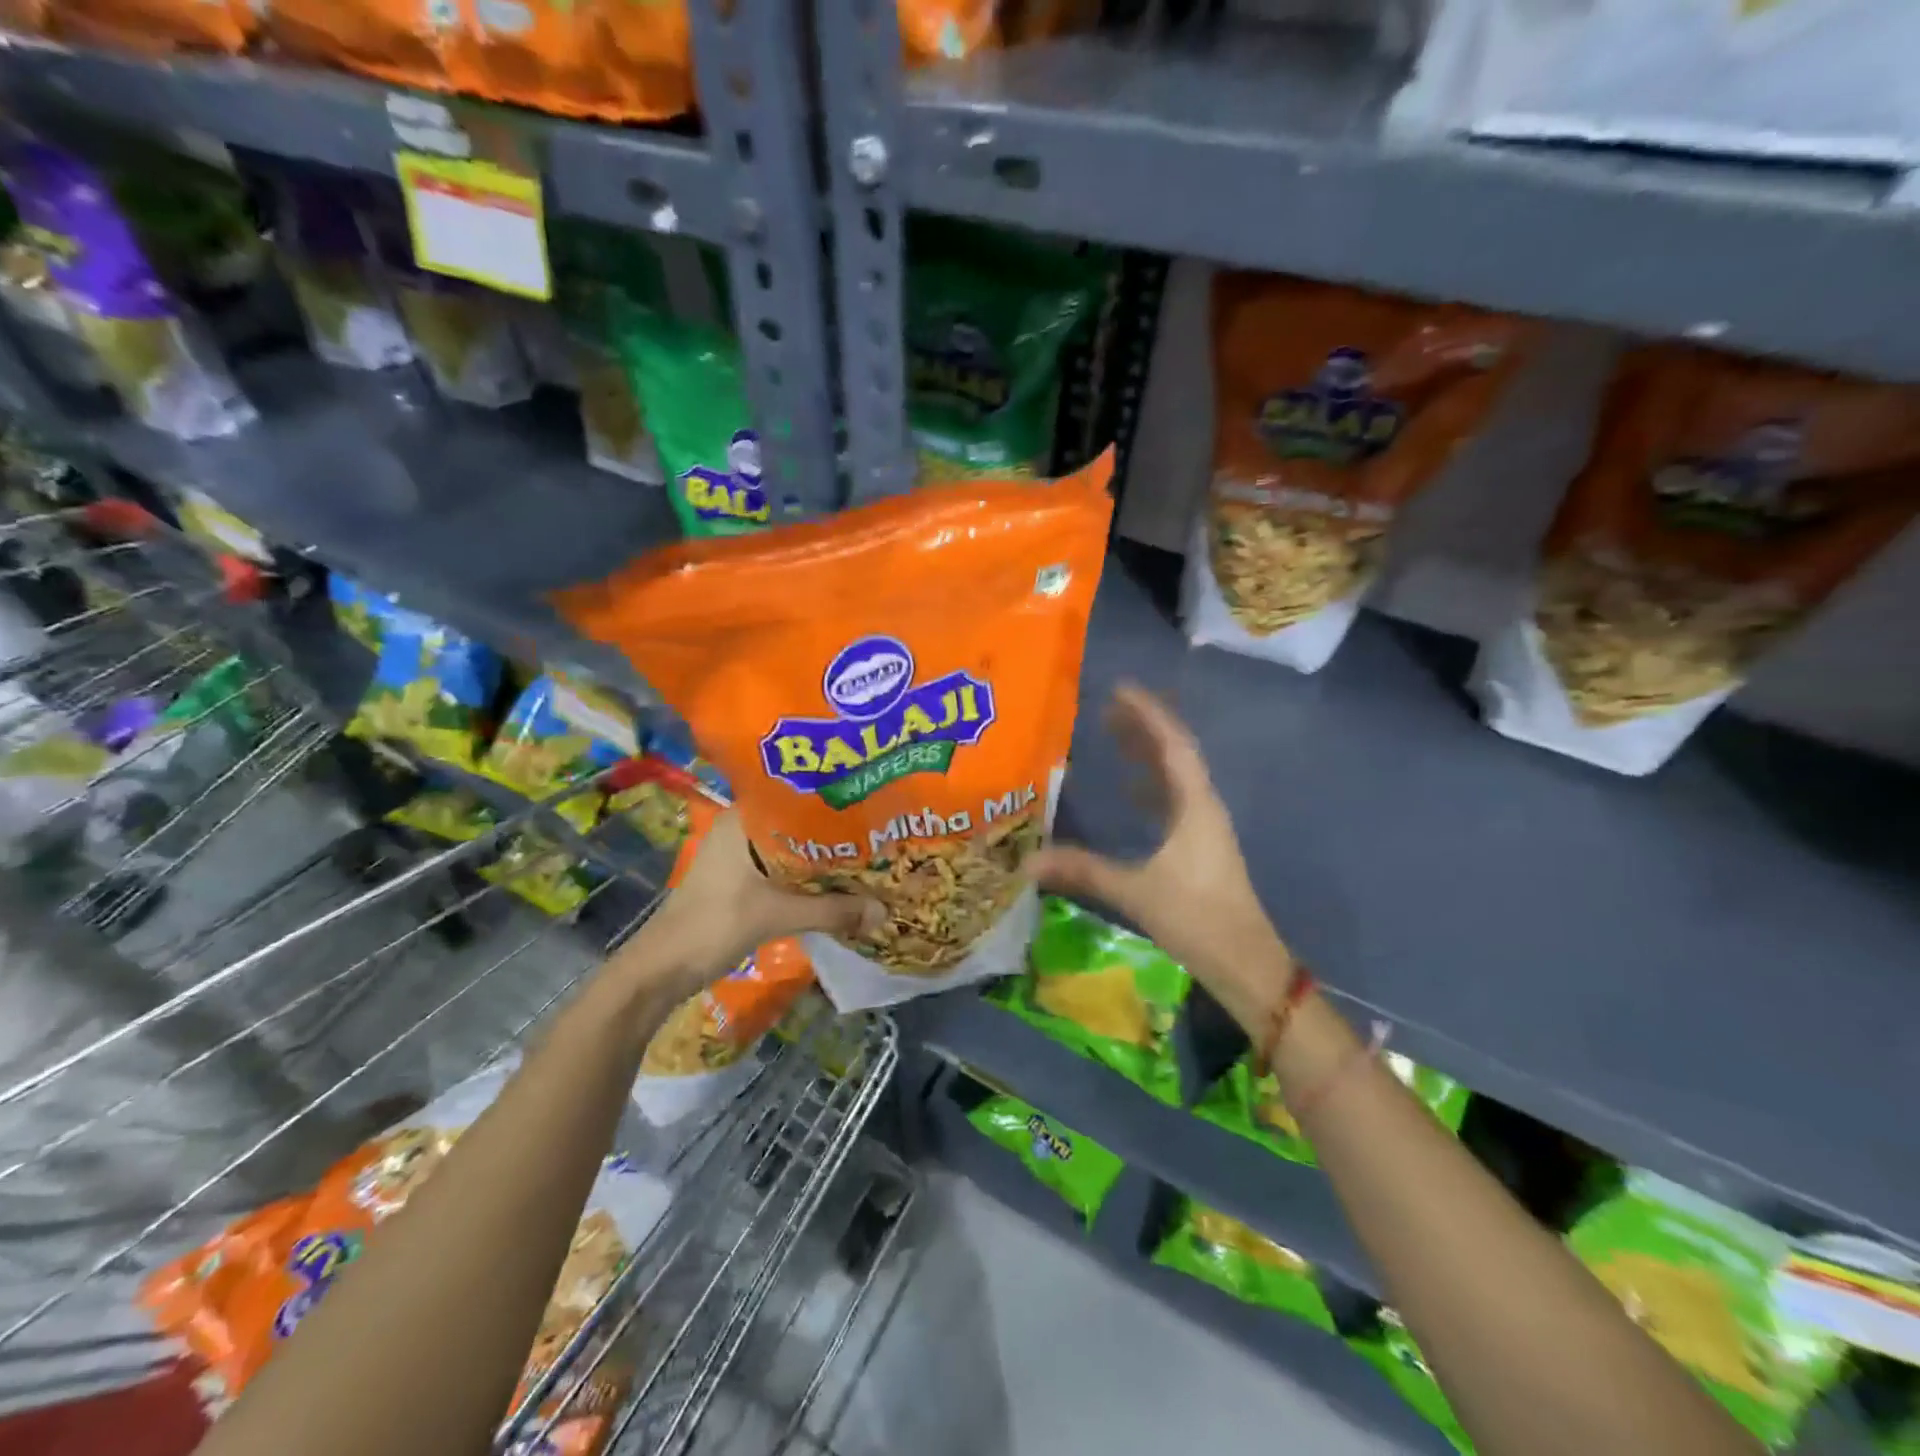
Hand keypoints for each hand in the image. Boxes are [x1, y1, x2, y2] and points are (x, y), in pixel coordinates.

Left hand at [621, 812, 881, 1001]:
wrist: (662, 969)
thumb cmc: (713, 925)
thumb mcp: (777, 916)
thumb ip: (832, 911)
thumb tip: (883, 911)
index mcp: (742, 820)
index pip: (795, 794)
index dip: (832, 798)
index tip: (868, 801)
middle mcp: (740, 829)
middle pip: (797, 823)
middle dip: (834, 832)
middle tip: (877, 832)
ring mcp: (738, 856)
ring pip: (791, 848)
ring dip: (822, 857)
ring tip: (865, 855)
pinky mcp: (739, 880)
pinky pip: (783, 869)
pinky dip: (807, 876)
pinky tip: (836, 884)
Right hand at [1030, 682, 1292, 1028]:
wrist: (1246, 964)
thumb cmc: (1198, 919)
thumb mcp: (1137, 892)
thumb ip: (1084, 872)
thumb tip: (1028, 860)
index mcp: (1196, 806)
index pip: (1172, 745)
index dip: (1147, 714)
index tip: (1119, 689)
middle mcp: (1203, 808)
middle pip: (1174, 754)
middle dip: (1142, 727)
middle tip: (1105, 708)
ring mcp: (1204, 828)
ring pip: (1174, 777)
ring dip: (1147, 753)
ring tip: (1113, 736)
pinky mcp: (1199, 847)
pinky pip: (1172, 800)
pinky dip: (1149, 785)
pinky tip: (1128, 791)